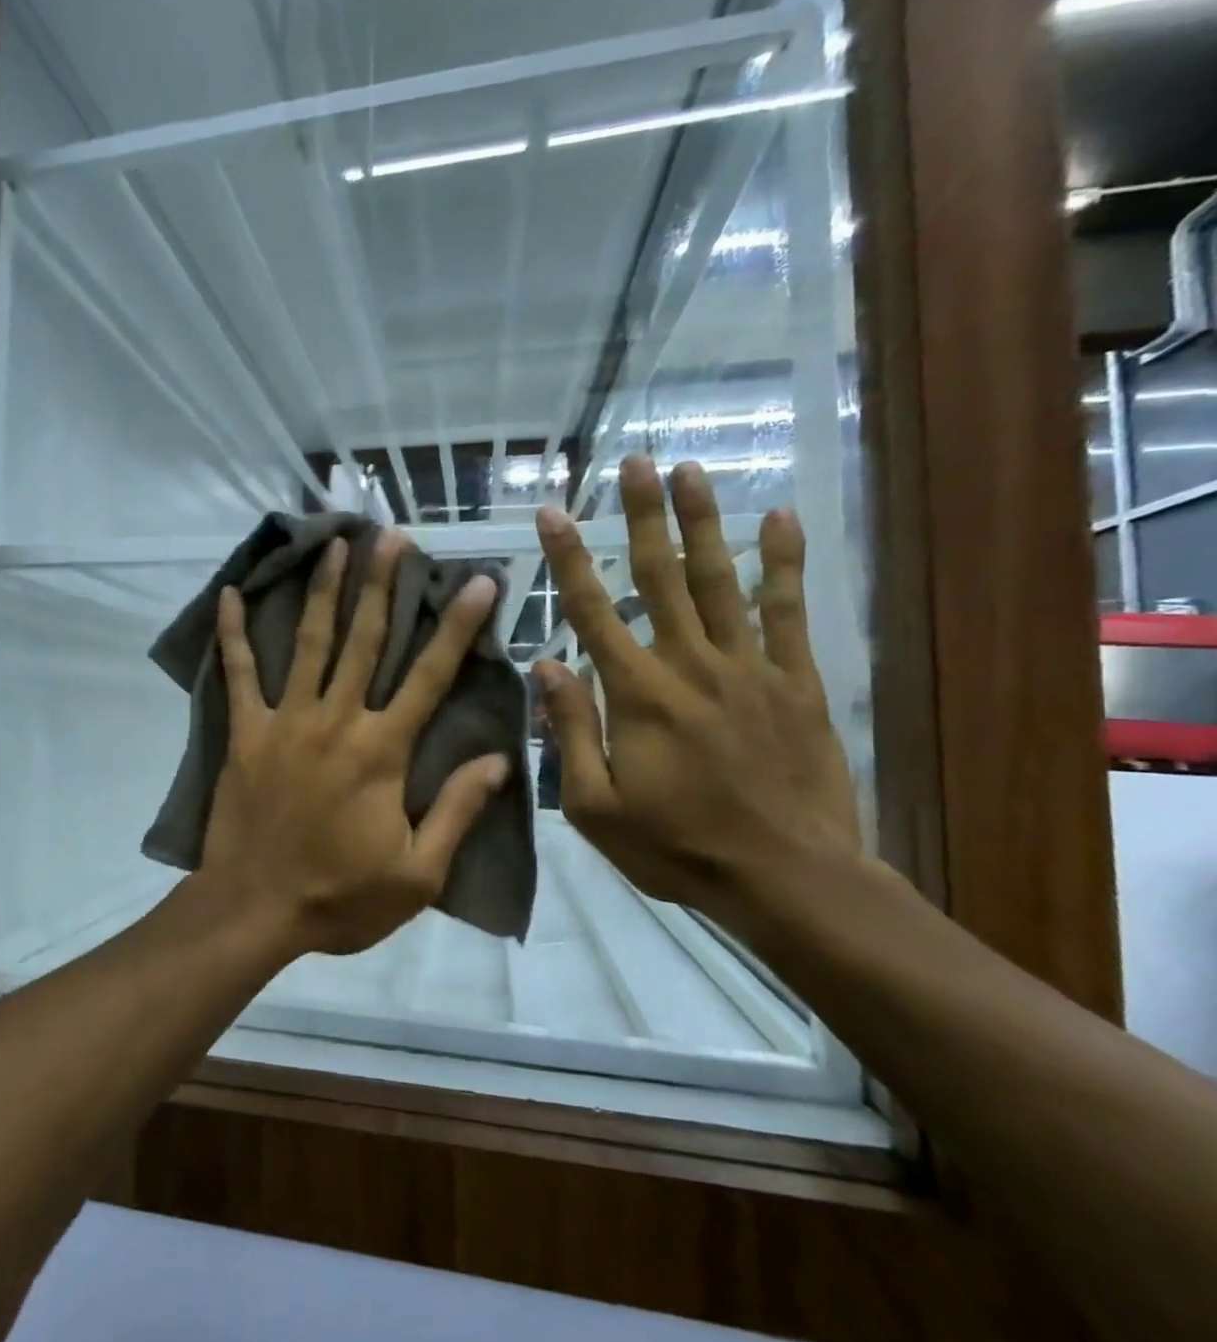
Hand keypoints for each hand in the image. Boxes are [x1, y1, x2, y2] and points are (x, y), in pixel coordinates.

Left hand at [198, 531, 510, 957]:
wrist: (255, 909)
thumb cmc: (341, 897)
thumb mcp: (418, 873)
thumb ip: (458, 810)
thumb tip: (498, 759)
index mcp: (382, 751)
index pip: (429, 676)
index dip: (457, 626)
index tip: (477, 581)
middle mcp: (335, 720)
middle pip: (365, 641)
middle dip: (383, 585)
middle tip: (394, 536)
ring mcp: (285, 721)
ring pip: (309, 642)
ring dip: (324, 590)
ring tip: (335, 544)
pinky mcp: (245, 732)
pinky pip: (239, 674)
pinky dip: (234, 633)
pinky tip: (231, 594)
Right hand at [533, 457, 859, 932]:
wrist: (787, 878)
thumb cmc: (676, 846)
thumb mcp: (595, 806)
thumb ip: (569, 731)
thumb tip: (546, 666)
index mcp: (637, 694)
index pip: (592, 611)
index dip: (568, 559)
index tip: (552, 513)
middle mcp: (690, 664)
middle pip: (660, 576)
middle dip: (642, 516)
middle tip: (634, 463)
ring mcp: (748, 668)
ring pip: (720, 580)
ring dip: (704, 522)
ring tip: (692, 471)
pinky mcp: (796, 682)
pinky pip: (788, 613)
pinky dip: (784, 564)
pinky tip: (781, 520)